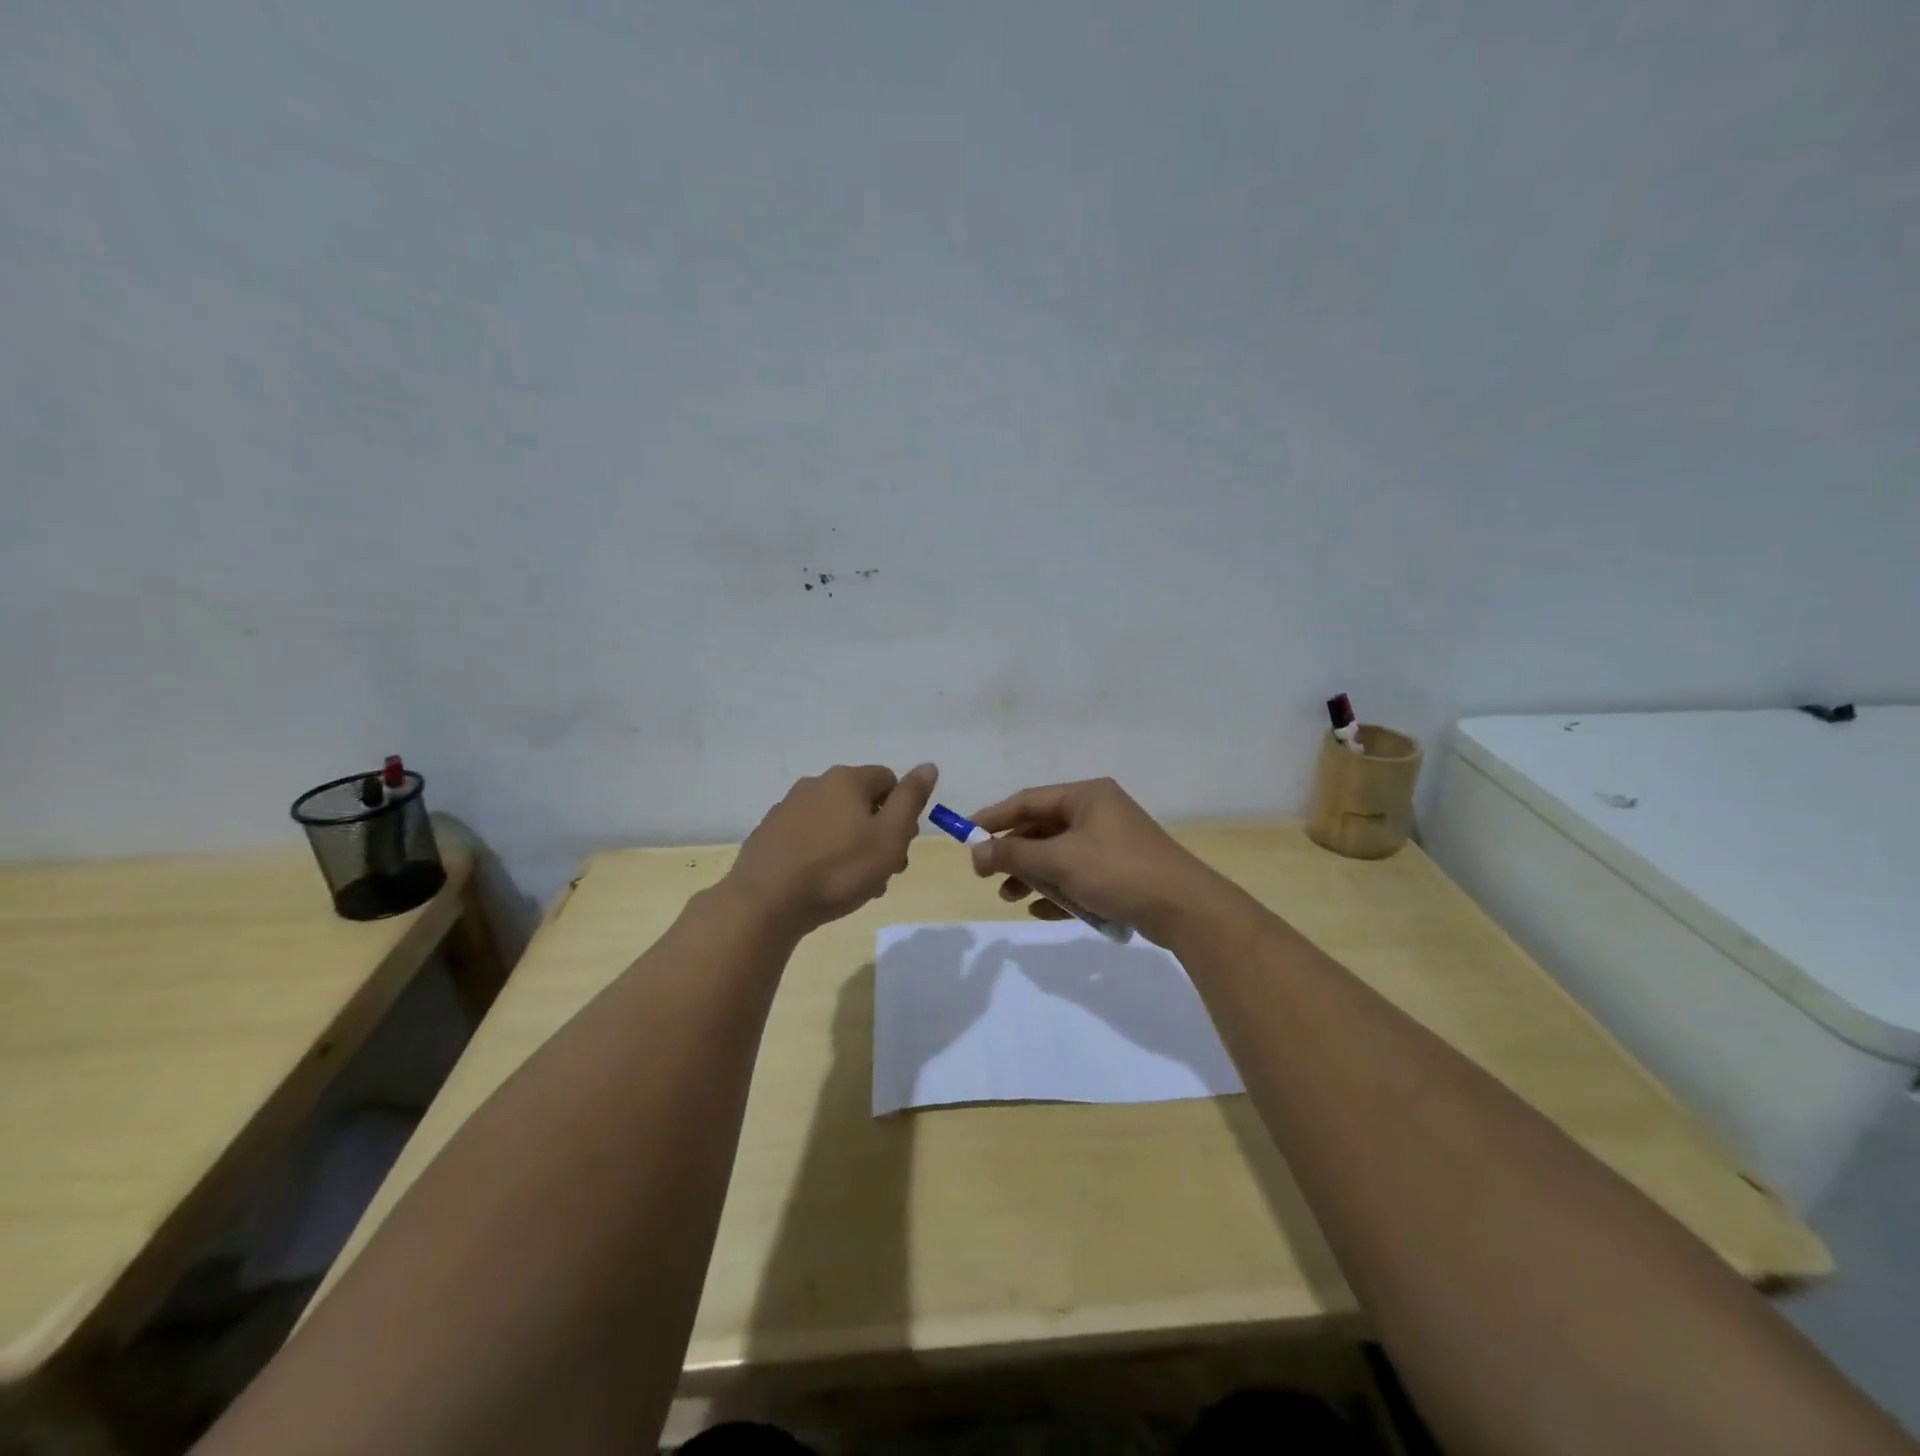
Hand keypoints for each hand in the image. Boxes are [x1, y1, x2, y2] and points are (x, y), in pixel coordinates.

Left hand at [727, 764, 937, 934]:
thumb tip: (928, 766)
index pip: (889, 780)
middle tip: (883, 871)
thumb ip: (911, 799)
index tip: (900, 845)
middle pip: (861, 803)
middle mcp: (815, 785)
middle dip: (878, 833)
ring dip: (853, 848)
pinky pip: (809, 838)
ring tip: (856, 886)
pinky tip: (824, 885)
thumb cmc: (839, 869)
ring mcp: (788, 809)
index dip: (902, 812)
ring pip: (836, 823)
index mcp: (846, 780)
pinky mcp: (770, 835)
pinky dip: (824, 855)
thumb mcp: (889, 836)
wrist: (766, 902)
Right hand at [967, 778, 1225, 945]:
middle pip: (1042, 828)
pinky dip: (1059, 890)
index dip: (994, 818)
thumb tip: (975, 853)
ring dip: (1033, 875)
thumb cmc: (1118, 872)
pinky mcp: (1121, 871)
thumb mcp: (1060, 861)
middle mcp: (1098, 812)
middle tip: (987, 875)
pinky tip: (1041, 911)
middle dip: (1014, 854)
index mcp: (1086, 796)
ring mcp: (1111, 842)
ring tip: (1010, 898)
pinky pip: (1078, 875)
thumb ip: (1014, 856)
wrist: (1185, 908)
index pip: (1028, 800)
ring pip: (1059, 855)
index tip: (966, 837)